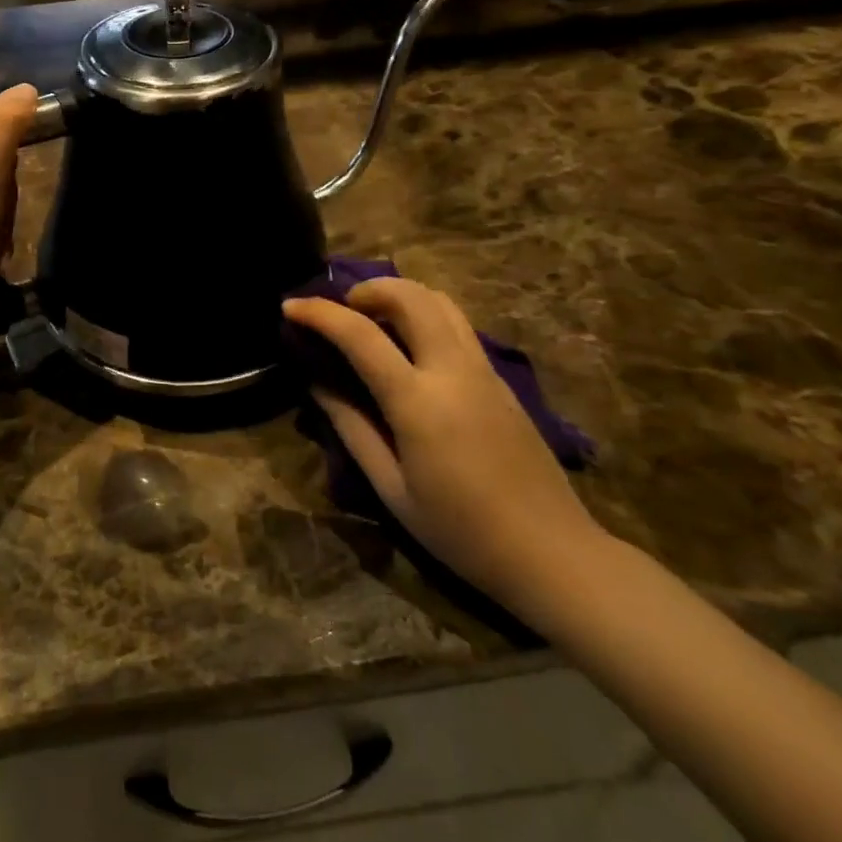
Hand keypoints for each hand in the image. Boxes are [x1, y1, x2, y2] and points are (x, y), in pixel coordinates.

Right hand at [283, 278, 603, 609]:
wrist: (551, 552)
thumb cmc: (460, 530)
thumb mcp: (391, 486)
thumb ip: (350, 426)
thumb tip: (316, 381)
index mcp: (419, 402)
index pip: (360, 335)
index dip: (319, 313)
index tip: (290, 306)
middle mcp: (454, 371)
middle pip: (410, 296)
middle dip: (367, 288)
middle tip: (340, 309)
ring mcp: (484, 370)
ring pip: (440, 301)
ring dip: (399, 294)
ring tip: (371, 317)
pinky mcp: (501, 379)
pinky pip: (457, 324)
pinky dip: (423, 313)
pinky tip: (408, 343)